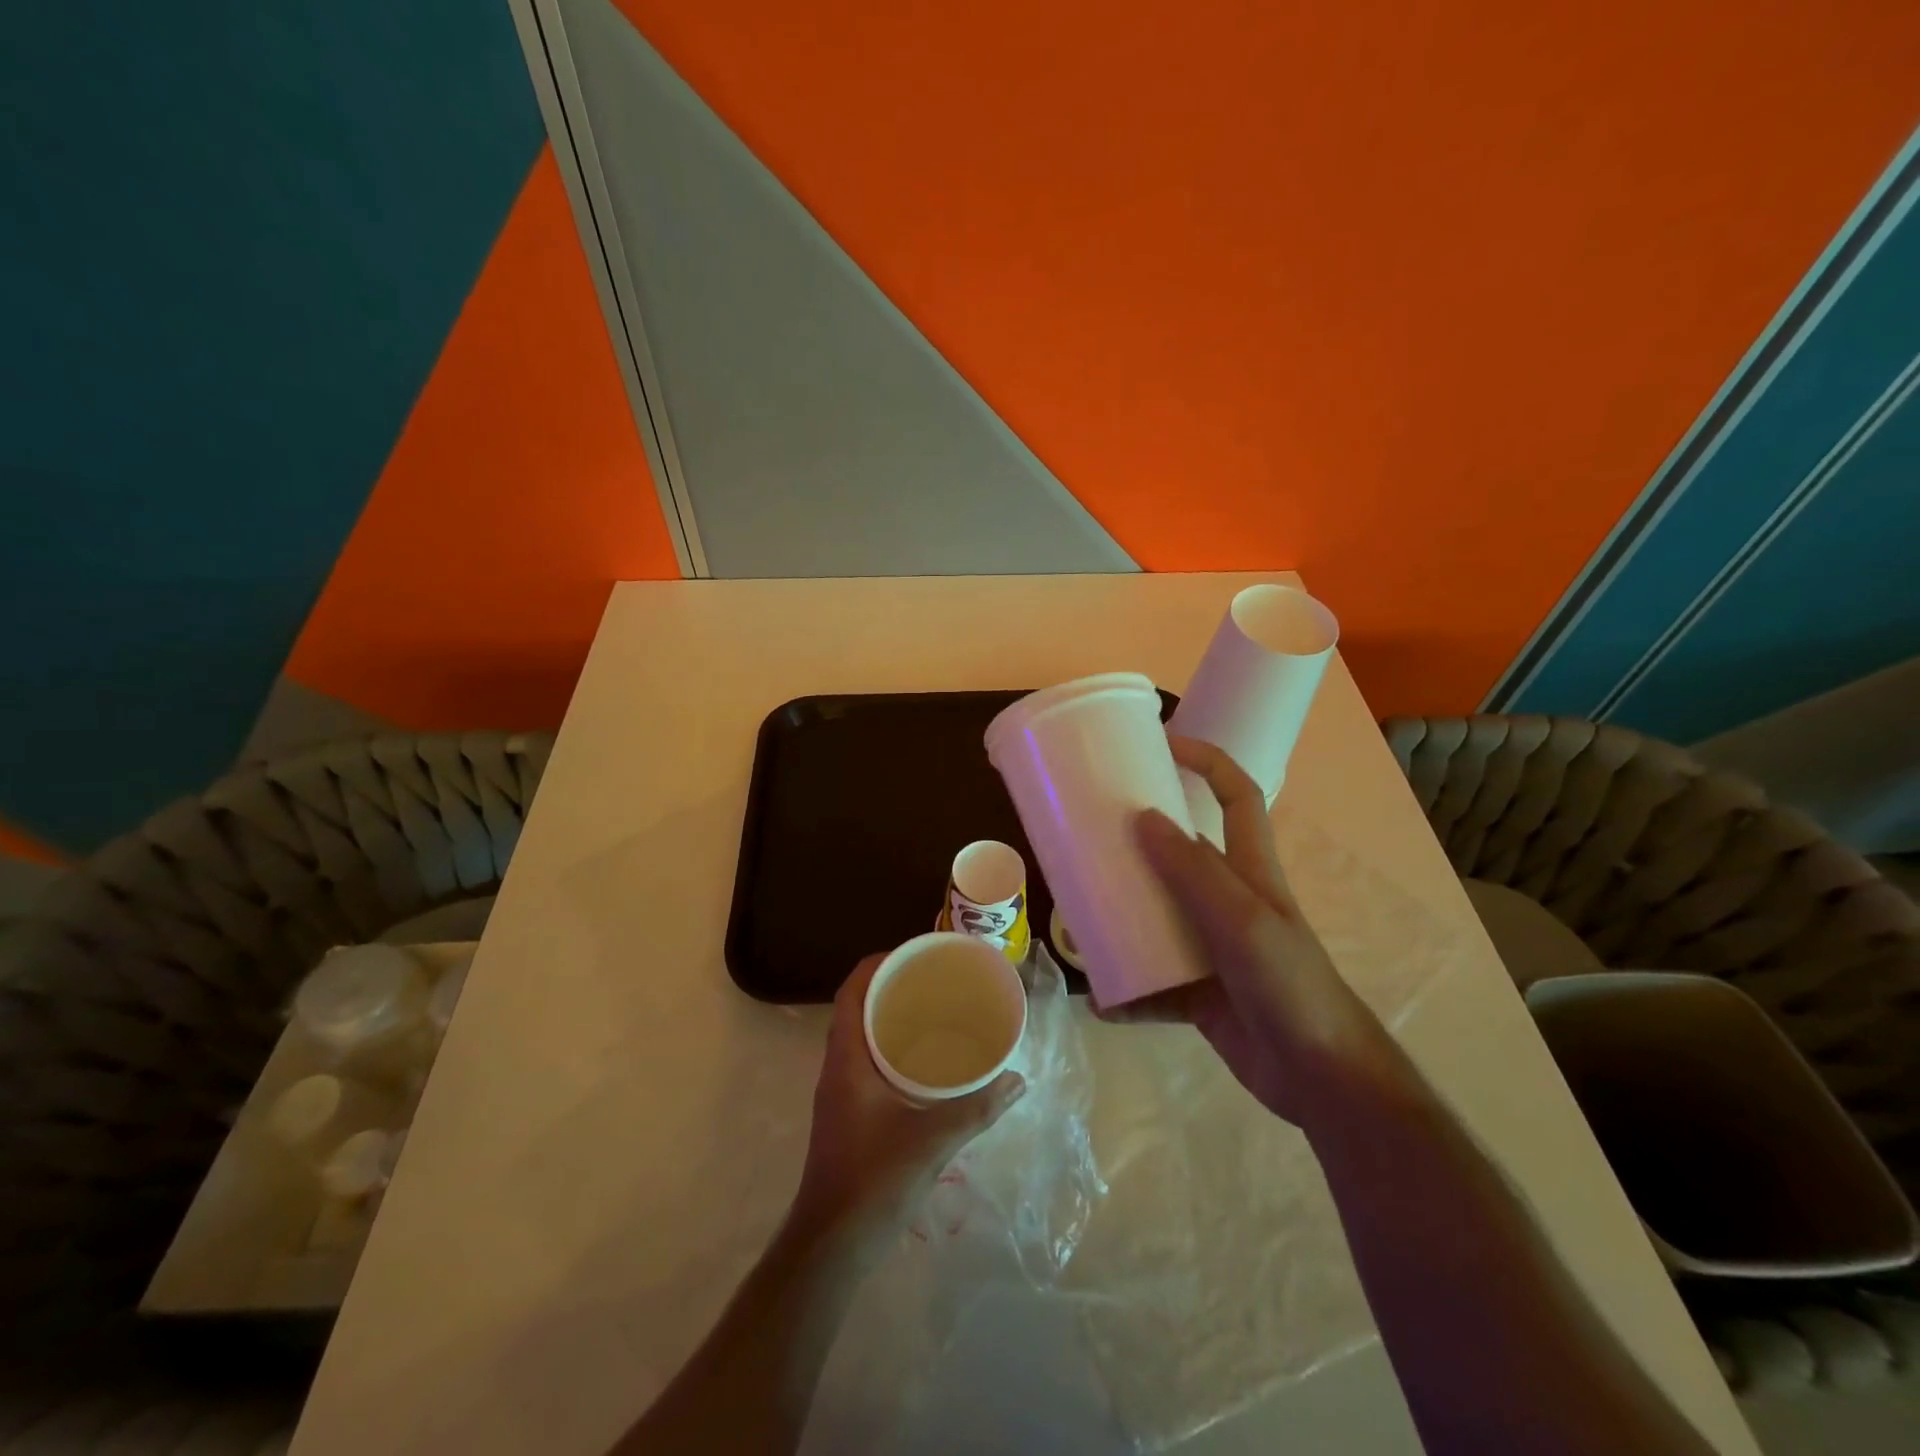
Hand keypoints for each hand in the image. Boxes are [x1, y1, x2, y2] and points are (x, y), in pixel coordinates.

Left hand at [792, 955, 1024, 1247]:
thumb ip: (977, 1108)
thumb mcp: (933, 1141)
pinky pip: (866, 1061)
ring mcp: (839, 1092)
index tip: (912, 953)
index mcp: (847, 1058)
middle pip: (857, 1007)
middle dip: (890, 986)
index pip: (852, 991)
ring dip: (889, 1017)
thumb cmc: (874, 1181)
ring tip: (932, 1010)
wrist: (831, 1246)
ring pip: (860, 1036)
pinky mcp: (847, 1114)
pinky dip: (890, 1048)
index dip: (877, 964)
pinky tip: (923, 1062)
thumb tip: (1017, 1079)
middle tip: (932, 978)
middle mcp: (837, 1067)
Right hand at [1113, 735, 1401, 1130]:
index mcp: (1249, 869)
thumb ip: (1193, 871)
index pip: (1237, 795)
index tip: (1161, 744)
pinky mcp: (1197, 991)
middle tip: (1087, 838)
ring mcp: (1211, 946)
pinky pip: (1152, 982)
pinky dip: (1128, 991)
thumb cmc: (1289, 983)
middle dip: (1135, 845)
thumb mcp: (1241, 919)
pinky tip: (1100, 998)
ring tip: (1077, 917)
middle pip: (1178, 855)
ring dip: (1121, 919)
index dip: (1207, 761)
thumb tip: (1142, 818)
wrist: (1320, 1077)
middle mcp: (1227, 899)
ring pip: (1157, 917)